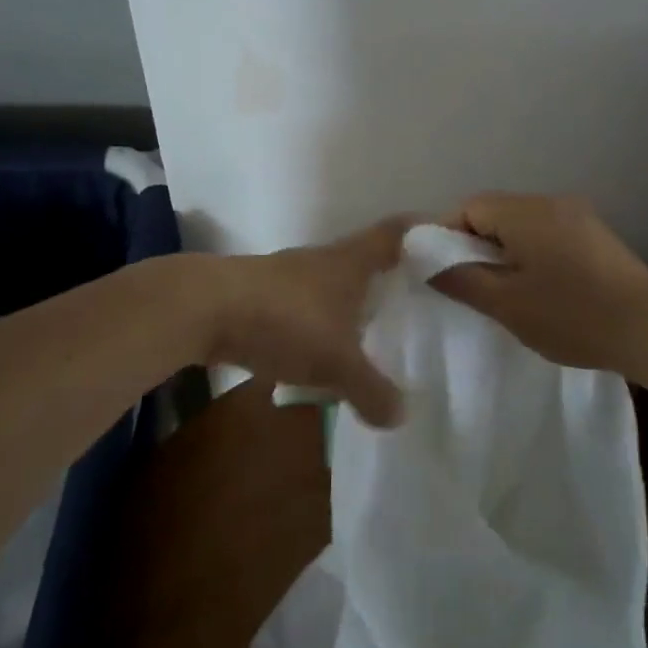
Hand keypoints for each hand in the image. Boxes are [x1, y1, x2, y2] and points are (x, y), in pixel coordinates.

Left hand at [200, 218, 410, 426]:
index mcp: (351, 261)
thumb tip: (401, 416)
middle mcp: (323, 260)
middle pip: (366, 257)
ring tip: (373, 332)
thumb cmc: (285, 320)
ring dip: (352, 303)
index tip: (445, 238)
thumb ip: (371, 390)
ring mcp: (289, 275)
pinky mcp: (261, 295)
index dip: (421, 231)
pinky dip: (320, 324)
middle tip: (417, 299)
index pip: (395, 233)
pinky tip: (320, 352)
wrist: (201, 309)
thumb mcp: (336, 362)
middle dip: (389, 275)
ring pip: (333, 284)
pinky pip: (305, 307)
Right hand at [428, 193, 647, 374]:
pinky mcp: (596, 236)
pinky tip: (538, 289)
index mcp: (526, 211)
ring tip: (502, 292)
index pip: (468, 207)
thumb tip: (426, 261)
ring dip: (503, 251)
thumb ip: (461, 279)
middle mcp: (551, 202)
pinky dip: (530, 253)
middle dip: (474, 245)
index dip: (446, 236)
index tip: (441, 272)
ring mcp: (578, 216)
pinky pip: (547, 234)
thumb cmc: (571, 316)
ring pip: (521, 224)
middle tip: (469, 286)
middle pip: (495, 212)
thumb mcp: (506, 304)